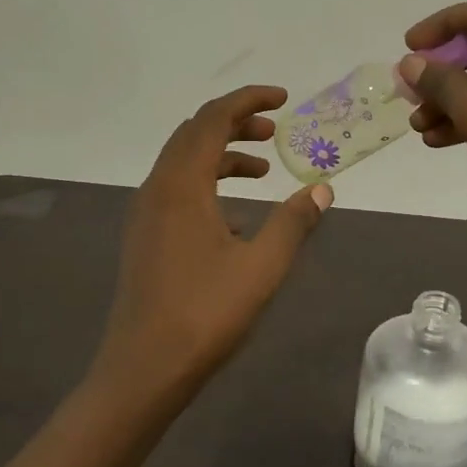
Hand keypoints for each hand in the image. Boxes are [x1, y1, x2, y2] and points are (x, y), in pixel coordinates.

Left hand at [96, 85, 332, 398]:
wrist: (144, 367)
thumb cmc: (205, 313)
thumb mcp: (262, 266)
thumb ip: (294, 222)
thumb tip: (321, 188)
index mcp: (182, 185)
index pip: (213, 119)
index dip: (248, 100)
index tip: (283, 99)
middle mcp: (157, 189)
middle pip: (194, 134)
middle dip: (235, 123)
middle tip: (275, 131)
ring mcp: (146, 214)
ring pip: (184, 163)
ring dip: (222, 155)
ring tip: (263, 170)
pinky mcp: (145, 237)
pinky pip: (177, 190)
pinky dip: (208, 183)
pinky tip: (236, 217)